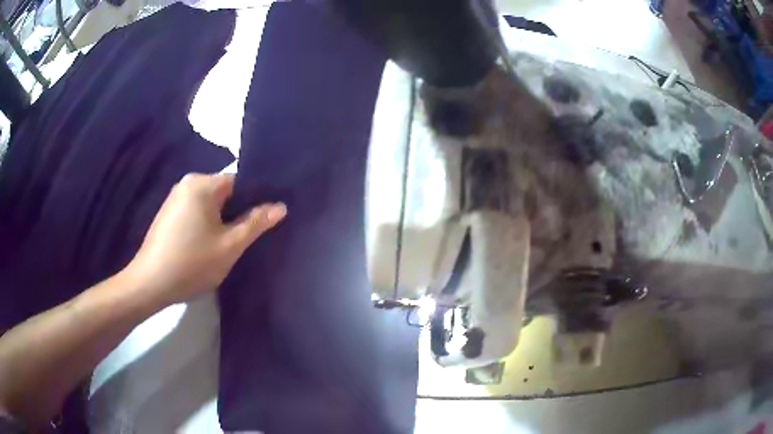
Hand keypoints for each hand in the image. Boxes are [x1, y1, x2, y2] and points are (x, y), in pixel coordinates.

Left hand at [125, 173, 285, 304]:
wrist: (150, 284)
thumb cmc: (191, 263)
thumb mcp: (229, 246)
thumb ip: (255, 223)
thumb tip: (280, 207)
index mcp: (202, 184)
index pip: (239, 182)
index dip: (255, 200)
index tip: (266, 220)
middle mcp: (187, 183)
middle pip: (224, 193)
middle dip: (237, 212)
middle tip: (249, 237)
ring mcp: (174, 198)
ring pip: (209, 204)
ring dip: (222, 221)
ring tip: (230, 244)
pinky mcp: (168, 214)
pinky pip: (195, 212)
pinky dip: (206, 225)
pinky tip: (207, 246)